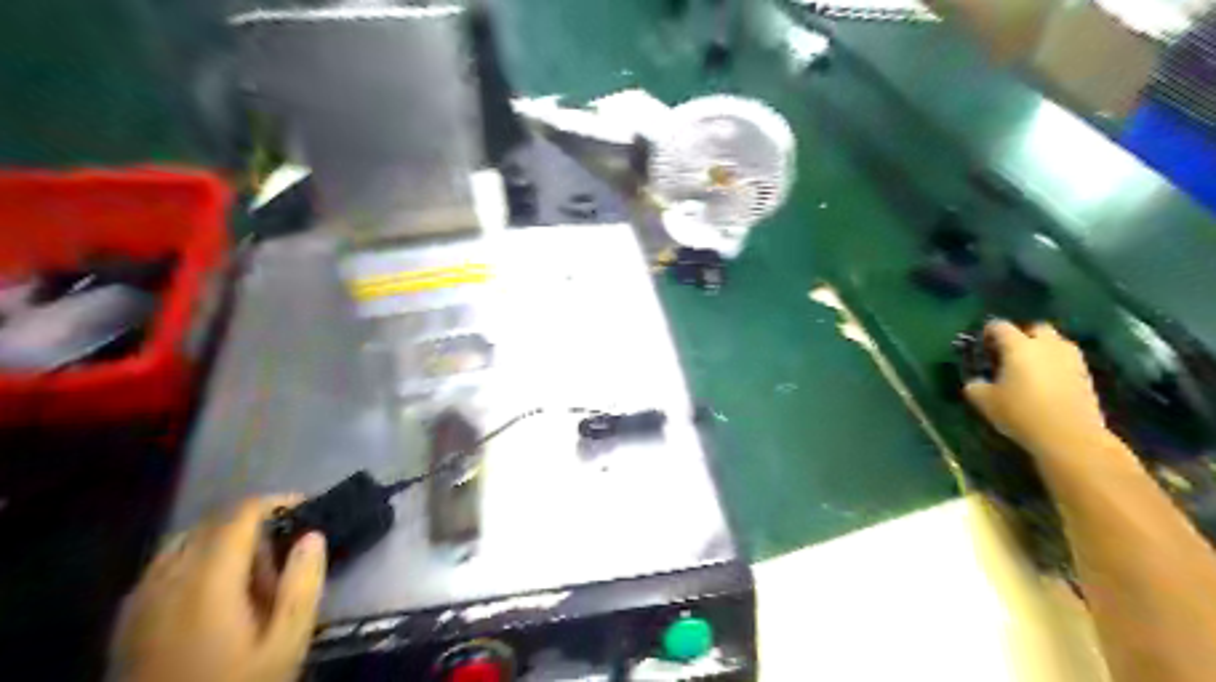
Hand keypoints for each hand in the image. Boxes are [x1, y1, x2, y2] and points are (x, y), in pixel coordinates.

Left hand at [106, 497, 325, 681]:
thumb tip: (313, 535)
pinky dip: (195, 560)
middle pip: (210, 523)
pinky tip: (214, 593)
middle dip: (252, 522)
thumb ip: (303, 584)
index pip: (239, 515)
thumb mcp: (286, 643)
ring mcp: (139, 600)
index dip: (276, 501)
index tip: (307, 507)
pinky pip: (162, 567)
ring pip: (183, 542)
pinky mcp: (126, 622)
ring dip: (222, 540)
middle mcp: (165, 579)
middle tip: (285, 548)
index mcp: (206, 581)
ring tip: (252, 571)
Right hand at [970, 319, 1108, 460]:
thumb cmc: (1021, 413)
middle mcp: (1047, 345)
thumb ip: (975, 385)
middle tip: (1009, 352)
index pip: (1000, 326)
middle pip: (1035, 328)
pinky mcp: (1086, 375)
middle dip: (1022, 335)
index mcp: (1019, 346)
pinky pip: (1067, 360)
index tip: (982, 344)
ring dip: (1042, 348)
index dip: (988, 331)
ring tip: (1030, 366)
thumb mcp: (985, 401)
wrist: (1070, 436)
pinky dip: (1056, 364)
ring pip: (1056, 342)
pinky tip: (1046, 381)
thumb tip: (975, 381)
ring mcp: (1070, 359)